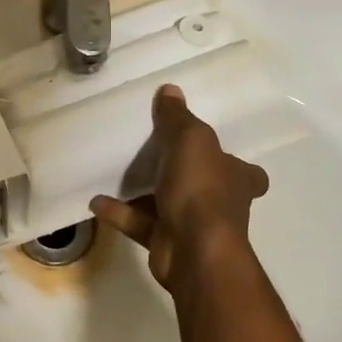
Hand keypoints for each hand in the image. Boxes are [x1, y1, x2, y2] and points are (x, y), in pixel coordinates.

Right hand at [90, 84, 268, 291]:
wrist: (194, 251)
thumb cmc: (201, 190)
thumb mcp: (190, 140)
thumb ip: (177, 117)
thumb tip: (170, 89)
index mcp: (237, 178)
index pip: (246, 172)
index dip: (233, 162)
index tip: (214, 153)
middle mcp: (220, 203)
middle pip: (204, 185)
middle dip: (183, 174)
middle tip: (152, 153)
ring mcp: (193, 226)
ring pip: (167, 203)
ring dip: (143, 191)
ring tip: (115, 173)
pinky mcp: (166, 243)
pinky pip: (139, 223)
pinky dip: (119, 212)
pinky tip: (95, 201)